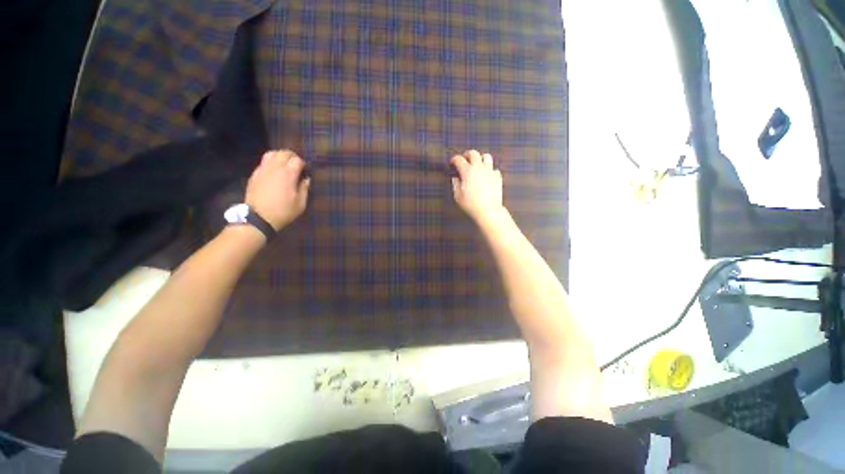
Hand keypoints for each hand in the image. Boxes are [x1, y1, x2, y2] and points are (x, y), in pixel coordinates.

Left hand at [245, 150, 310, 229]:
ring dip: (280, 156)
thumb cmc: (283, 211)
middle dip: (293, 156)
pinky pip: (263, 162)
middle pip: (284, 153)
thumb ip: (304, 188)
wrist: (258, 218)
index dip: (304, 164)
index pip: (297, 160)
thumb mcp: (300, 203)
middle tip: (297, 165)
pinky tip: (274, 172)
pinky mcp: (254, 174)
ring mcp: (262, 170)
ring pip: (271, 153)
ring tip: (285, 164)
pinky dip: (271, 162)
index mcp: (288, 174)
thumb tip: (306, 179)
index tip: (306, 171)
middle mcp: (274, 168)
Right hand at [451, 150, 505, 225]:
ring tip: (477, 163)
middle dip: (467, 154)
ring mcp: (489, 171)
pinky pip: (494, 169)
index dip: (454, 159)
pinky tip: (486, 175)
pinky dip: (489, 170)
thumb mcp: (458, 196)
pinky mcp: (497, 177)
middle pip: (473, 153)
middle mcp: (479, 168)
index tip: (452, 162)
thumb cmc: (471, 204)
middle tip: (464, 158)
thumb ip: (455, 184)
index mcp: (467, 171)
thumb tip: (456, 178)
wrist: (488, 210)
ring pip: (486, 156)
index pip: (459, 159)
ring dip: (480, 158)